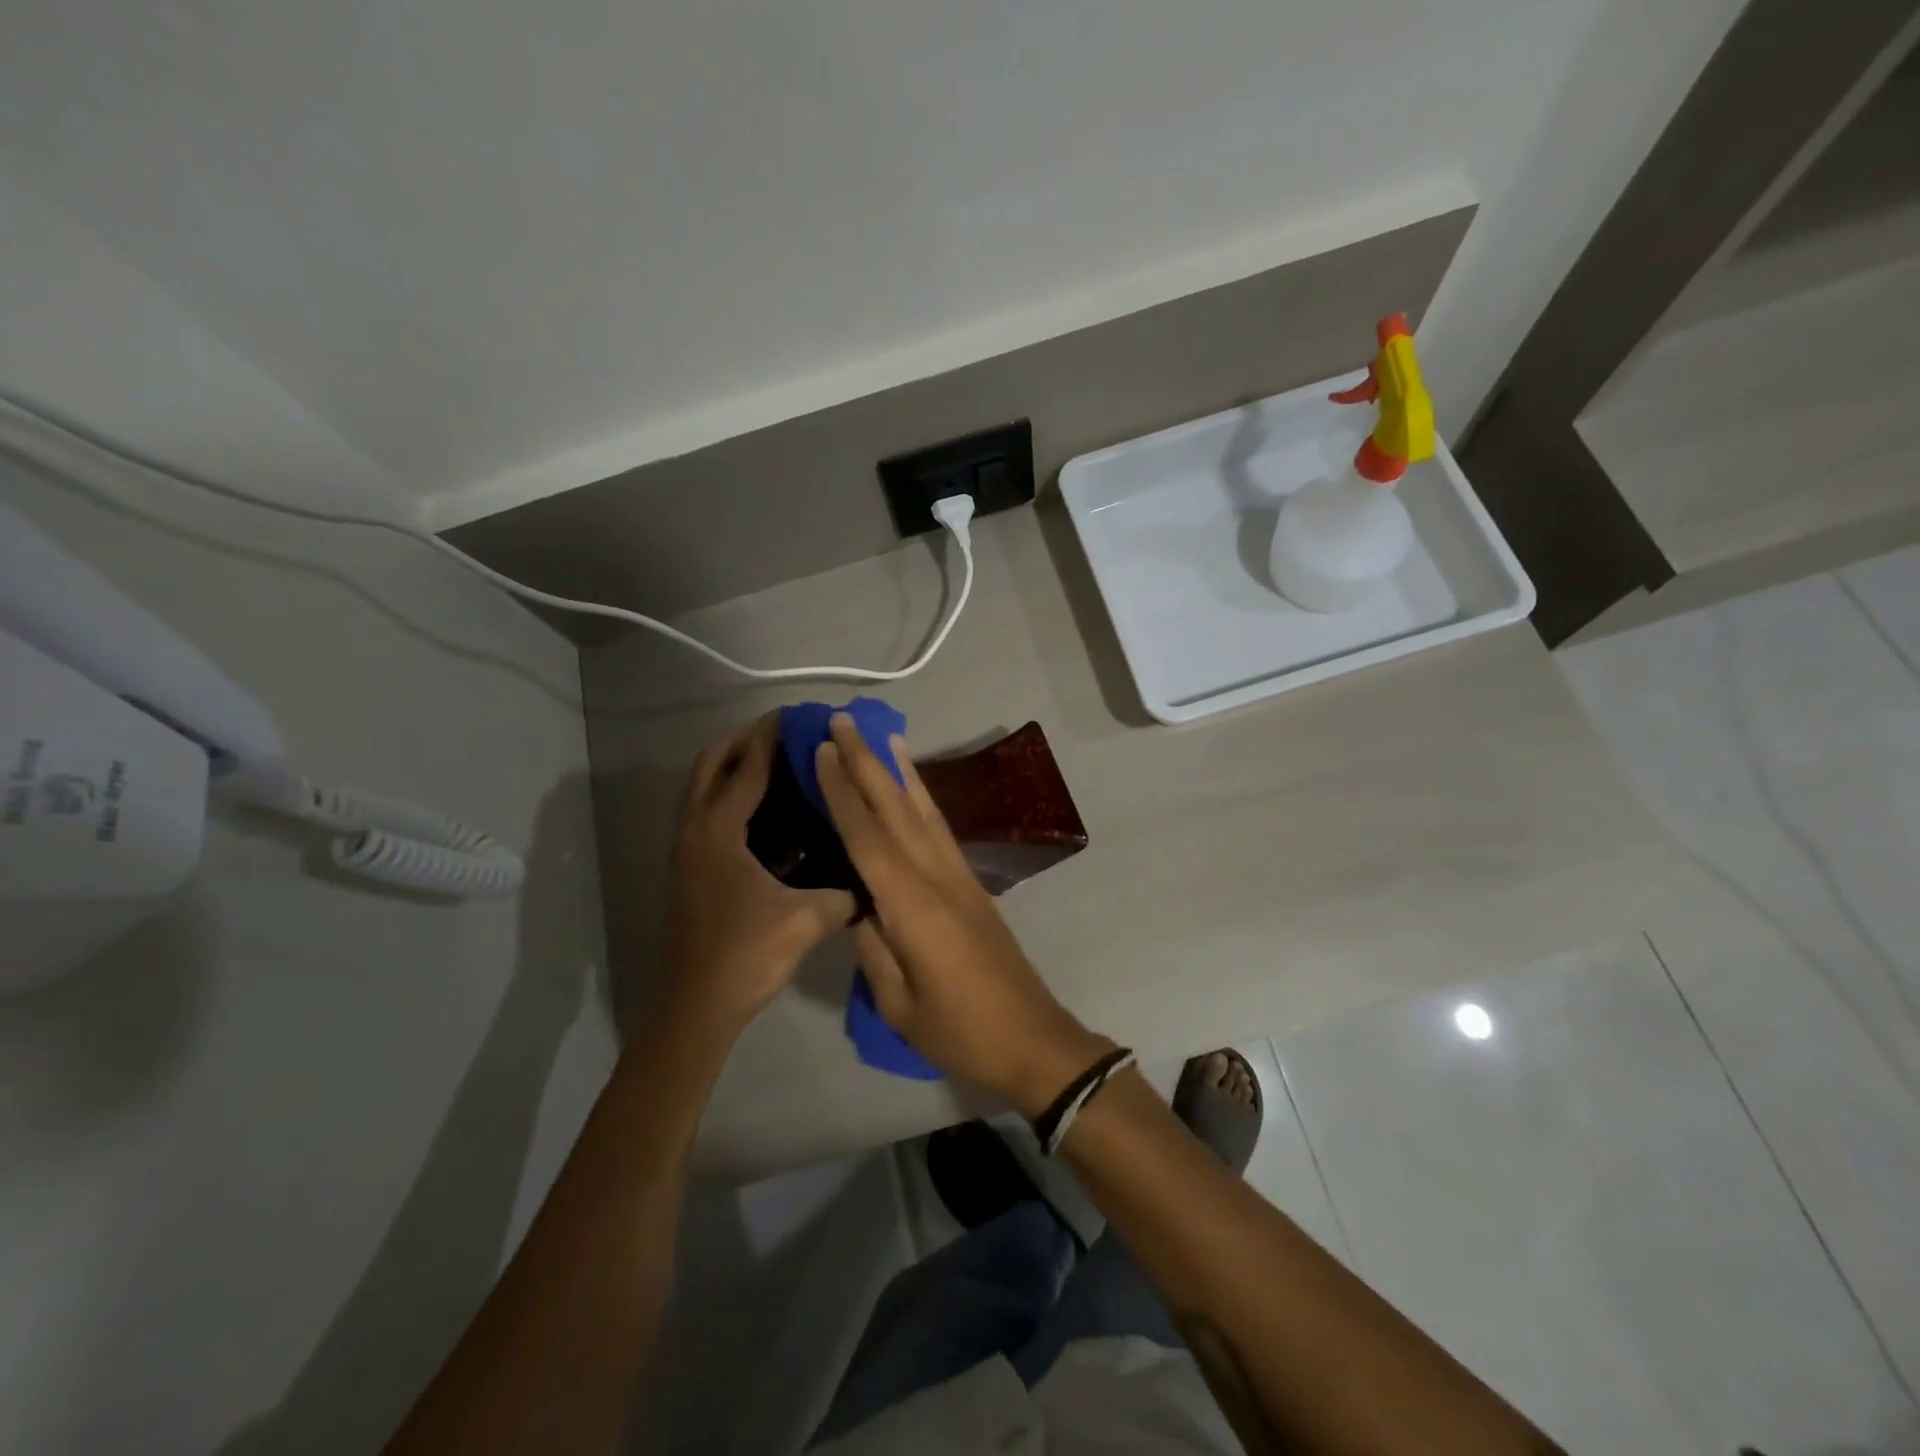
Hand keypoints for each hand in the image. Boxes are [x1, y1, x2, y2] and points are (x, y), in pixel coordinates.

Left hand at [660, 714, 854, 1035]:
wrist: (694, 1008)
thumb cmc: (745, 956)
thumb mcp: (804, 921)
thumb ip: (844, 894)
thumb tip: (875, 879)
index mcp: (718, 832)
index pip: (747, 769)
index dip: (771, 738)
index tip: (795, 716)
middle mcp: (694, 831)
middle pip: (710, 765)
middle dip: (743, 741)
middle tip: (783, 735)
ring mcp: (686, 851)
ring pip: (702, 789)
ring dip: (732, 766)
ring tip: (775, 762)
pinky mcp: (689, 869)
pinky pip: (706, 813)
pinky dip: (728, 796)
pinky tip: (765, 812)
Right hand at [814, 714, 1111, 1115]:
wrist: (1032, 1039)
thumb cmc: (959, 1031)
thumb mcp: (899, 1002)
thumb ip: (873, 947)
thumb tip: (858, 906)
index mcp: (911, 905)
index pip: (866, 837)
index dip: (842, 791)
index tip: (822, 750)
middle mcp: (937, 876)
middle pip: (895, 809)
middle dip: (866, 762)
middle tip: (843, 721)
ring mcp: (960, 876)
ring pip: (924, 810)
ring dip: (899, 770)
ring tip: (883, 735)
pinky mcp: (972, 884)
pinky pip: (940, 829)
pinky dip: (923, 799)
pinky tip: (914, 789)